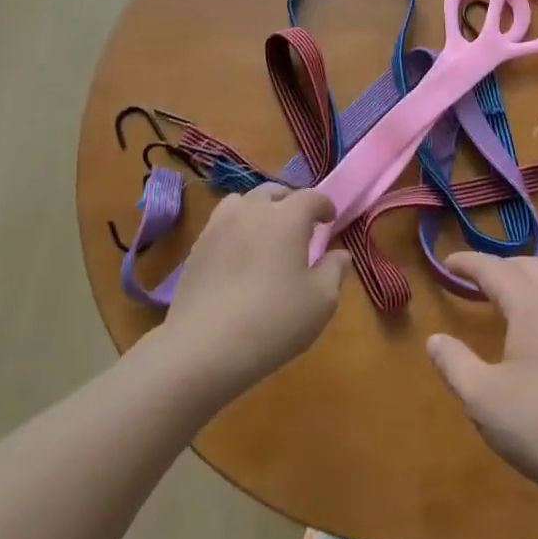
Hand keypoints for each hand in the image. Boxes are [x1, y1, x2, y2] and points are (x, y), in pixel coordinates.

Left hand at [159, 185, 349, 401]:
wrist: (204, 346)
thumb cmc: (273, 320)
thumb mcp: (321, 301)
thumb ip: (335, 270)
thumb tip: (340, 254)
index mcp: (287, 218)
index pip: (310, 197)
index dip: (324, 205)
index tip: (330, 219)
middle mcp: (252, 211)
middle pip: (273, 192)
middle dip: (291, 202)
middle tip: (300, 225)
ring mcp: (219, 226)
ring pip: (242, 201)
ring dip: (259, 209)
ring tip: (265, 232)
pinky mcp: (197, 247)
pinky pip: (221, 223)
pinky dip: (235, 227)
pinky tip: (239, 254)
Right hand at [427, 254, 537, 500]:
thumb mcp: (482, 398)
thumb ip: (454, 363)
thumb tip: (435, 339)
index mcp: (532, 305)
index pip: (494, 268)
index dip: (468, 263)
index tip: (447, 264)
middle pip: (528, 265)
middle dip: (498, 266)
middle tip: (473, 281)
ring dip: (526, 279)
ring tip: (506, 299)